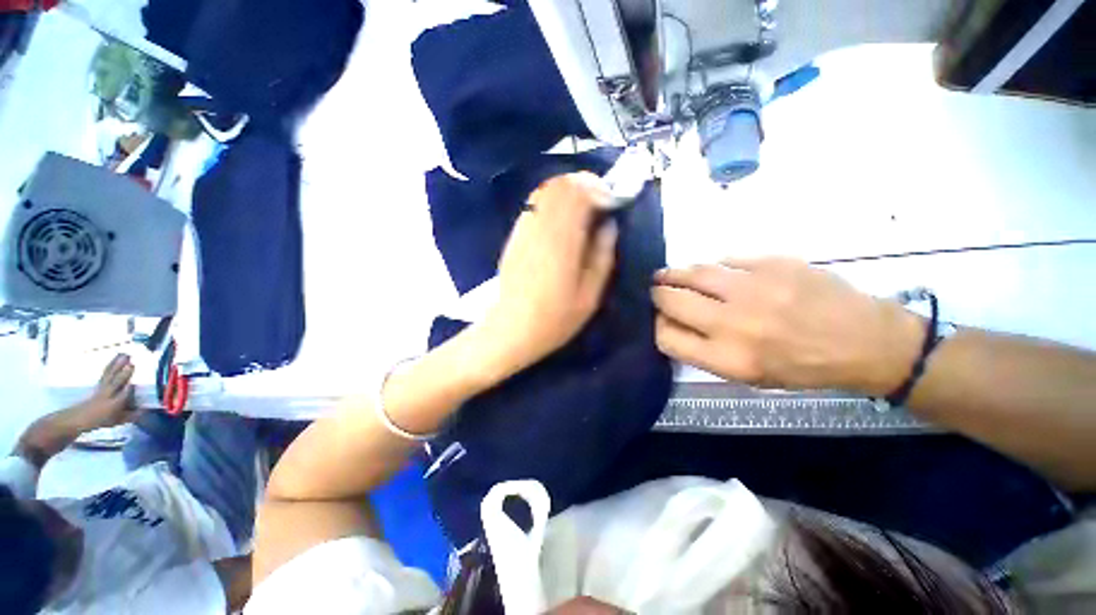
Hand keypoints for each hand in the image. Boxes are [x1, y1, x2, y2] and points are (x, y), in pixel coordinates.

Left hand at [77, 354, 138, 428]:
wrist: (78, 417)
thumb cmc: (100, 420)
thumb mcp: (116, 422)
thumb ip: (131, 416)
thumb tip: (145, 409)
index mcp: (113, 405)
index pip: (122, 396)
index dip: (128, 390)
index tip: (135, 383)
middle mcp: (107, 394)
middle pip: (116, 382)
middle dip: (123, 374)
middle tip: (132, 363)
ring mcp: (102, 387)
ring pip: (110, 374)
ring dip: (117, 365)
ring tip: (124, 355)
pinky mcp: (99, 383)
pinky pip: (106, 373)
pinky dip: (110, 366)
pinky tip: (114, 360)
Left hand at [480, 172, 618, 374]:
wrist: (511, 328)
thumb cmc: (555, 318)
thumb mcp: (590, 294)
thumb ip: (603, 255)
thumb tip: (610, 225)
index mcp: (563, 241)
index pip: (580, 193)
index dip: (601, 190)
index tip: (614, 202)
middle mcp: (542, 226)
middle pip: (562, 184)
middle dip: (586, 185)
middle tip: (601, 202)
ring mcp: (525, 228)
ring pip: (547, 190)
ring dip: (568, 191)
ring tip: (583, 208)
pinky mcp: (515, 234)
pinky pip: (534, 204)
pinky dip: (552, 200)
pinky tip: (561, 219)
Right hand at [651, 258, 923, 394]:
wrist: (864, 341)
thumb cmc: (802, 367)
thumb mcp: (749, 376)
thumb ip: (704, 352)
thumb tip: (672, 323)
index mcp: (728, 358)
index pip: (666, 337)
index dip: (657, 325)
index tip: (659, 319)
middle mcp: (733, 323)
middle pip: (670, 300)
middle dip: (657, 294)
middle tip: (657, 290)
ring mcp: (753, 289)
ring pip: (693, 273)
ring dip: (674, 273)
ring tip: (669, 274)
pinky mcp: (772, 263)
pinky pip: (726, 259)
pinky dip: (714, 266)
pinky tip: (716, 271)